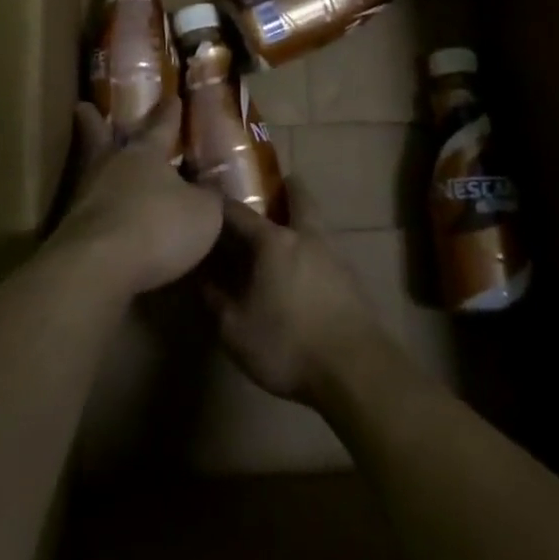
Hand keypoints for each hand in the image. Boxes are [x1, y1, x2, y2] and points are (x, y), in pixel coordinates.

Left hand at [50, 99, 221, 297]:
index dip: (169, 113)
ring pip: (89, 170)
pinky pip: (87, 208)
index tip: (171, 97)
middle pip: (102, 138)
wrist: (98, 266)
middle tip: (83, 106)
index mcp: (146, 154)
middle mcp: (112, 167)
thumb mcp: (203, 213)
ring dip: (92, 163)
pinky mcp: (71, 230)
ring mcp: (85, 197)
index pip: (161, 126)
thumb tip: (210, 188)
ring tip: (95, 161)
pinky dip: (93, 206)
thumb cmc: (158, 227)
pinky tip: (100, 213)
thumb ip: (208, 198)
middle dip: (96, 123)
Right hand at [203, 191, 391, 405]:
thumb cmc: (288, 345)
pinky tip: (303, 268)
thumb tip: (202, 276)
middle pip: (297, 196)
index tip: (206, 198)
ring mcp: (334, 254)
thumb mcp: (235, 330)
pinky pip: (326, 249)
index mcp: (274, 242)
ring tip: (282, 234)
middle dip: (283, 188)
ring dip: (300, 218)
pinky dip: (312, 248)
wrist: (356, 371)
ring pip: (316, 222)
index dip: (220, 204)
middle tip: (267, 191)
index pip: (240, 212)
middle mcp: (306, 237)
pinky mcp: (352, 278)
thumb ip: (216, 300)